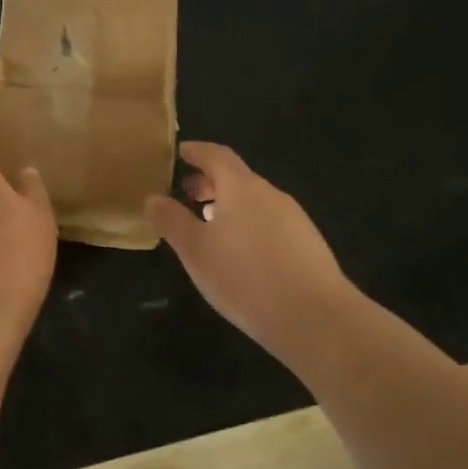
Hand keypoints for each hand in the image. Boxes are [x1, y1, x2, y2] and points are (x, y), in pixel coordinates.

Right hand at [147, 142, 364, 356]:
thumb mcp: (196, 250)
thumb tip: (152, 198)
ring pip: (254, 202)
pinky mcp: (308, 244)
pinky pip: (270, 222)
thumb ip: (172, 221)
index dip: (196, 152)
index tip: (180, 152)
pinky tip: (242, 253)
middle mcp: (270, 194)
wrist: (315, 317)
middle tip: (187, 194)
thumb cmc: (245, 276)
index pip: (216, 155)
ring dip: (229, 206)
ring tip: (210, 226)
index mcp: (241, 187)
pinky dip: (249, 225)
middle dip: (210, 182)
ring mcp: (294, 218)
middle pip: (237, 178)